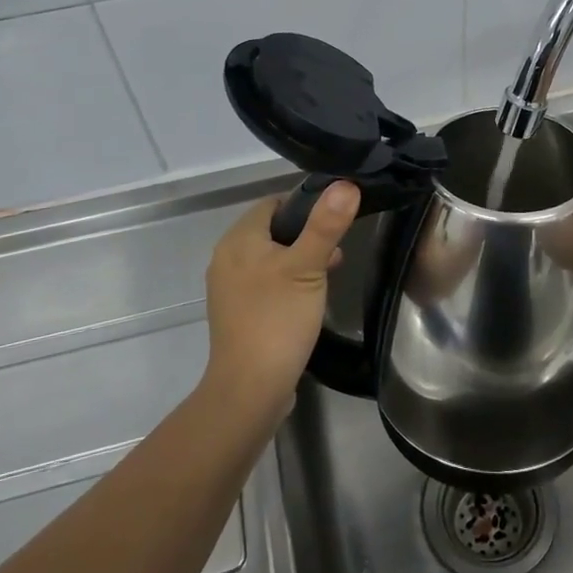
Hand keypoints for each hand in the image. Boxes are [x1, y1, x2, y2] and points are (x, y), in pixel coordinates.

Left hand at [202, 182, 359, 425]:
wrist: (250, 388)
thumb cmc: (277, 319)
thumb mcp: (308, 267)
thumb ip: (325, 225)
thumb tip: (345, 184)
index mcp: (238, 240)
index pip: (273, 203)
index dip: (306, 204)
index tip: (336, 216)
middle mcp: (227, 258)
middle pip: (272, 230)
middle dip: (306, 234)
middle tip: (338, 248)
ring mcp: (230, 288)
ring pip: (271, 258)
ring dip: (300, 259)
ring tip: (330, 272)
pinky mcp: (239, 313)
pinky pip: (266, 283)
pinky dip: (288, 282)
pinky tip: (309, 299)